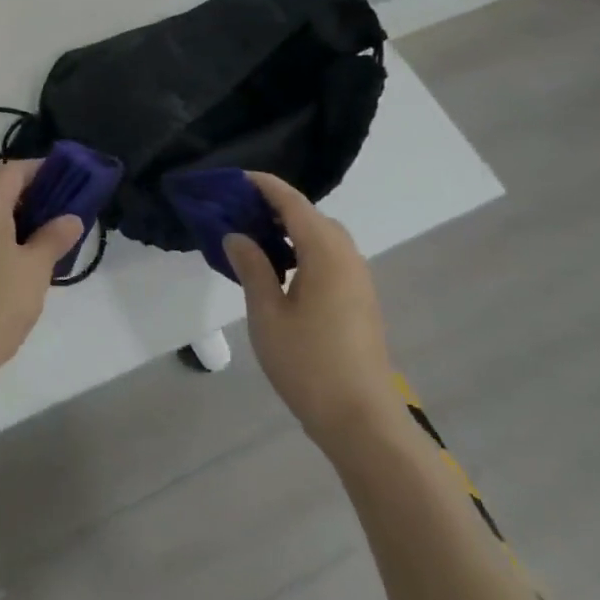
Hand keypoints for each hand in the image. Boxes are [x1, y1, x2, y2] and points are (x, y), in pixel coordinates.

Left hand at [0, 161, 81, 387]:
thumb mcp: (35, 270)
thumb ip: (54, 237)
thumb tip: (70, 217)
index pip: (15, 169)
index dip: (44, 171)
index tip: (70, 185)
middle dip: (25, 187)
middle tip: (55, 207)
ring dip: (8, 207)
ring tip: (40, 232)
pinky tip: (14, 254)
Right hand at [226, 172, 396, 441]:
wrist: (363, 421)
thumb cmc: (309, 364)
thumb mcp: (267, 314)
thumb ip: (253, 268)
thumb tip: (237, 235)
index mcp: (326, 252)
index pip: (293, 203)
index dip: (265, 186)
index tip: (236, 178)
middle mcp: (348, 257)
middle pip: (312, 216)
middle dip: (277, 206)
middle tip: (239, 210)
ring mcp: (358, 280)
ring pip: (323, 237)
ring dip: (292, 229)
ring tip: (255, 238)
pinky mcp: (360, 301)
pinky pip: (330, 257)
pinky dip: (304, 250)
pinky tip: (281, 271)